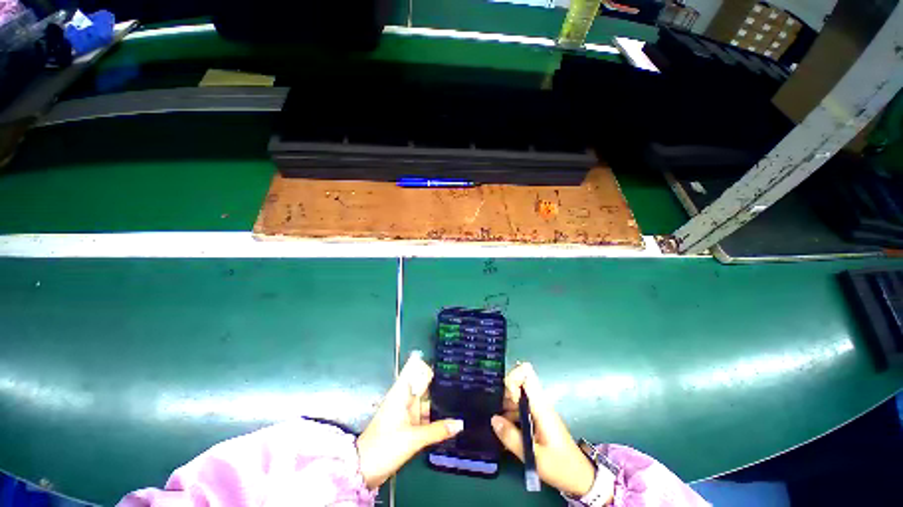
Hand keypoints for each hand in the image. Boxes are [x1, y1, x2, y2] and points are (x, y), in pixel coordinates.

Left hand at [356, 352, 463, 488]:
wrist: (363, 471)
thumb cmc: (385, 447)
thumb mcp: (412, 438)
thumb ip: (437, 430)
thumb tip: (460, 423)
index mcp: (401, 393)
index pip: (414, 370)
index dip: (428, 364)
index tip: (446, 361)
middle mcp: (403, 399)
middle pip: (422, 384)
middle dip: (437, 382)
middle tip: (460, 379)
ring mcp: (405, 412)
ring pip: (424, 400)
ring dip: (437, 400)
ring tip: (459, 396)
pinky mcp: (406, 425)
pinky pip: (423, 415)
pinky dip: (433, 414)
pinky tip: (448, 417)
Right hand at [490, 363, 613, 499]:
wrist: (579, 477)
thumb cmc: (559, 466)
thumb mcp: (533, 456)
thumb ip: (511, 437)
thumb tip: (493, 419)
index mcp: (540, 406)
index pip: (526, 373)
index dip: (513, 377)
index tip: (506, 397)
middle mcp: (539, 402)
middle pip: (518, 383)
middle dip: (505, 393)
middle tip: (498, 414)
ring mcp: (538, 409)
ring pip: (517, 395)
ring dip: (506, 405)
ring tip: (498, 425)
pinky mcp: (537, 417)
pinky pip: (521, 406)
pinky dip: (511, 413)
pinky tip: (505, 430)